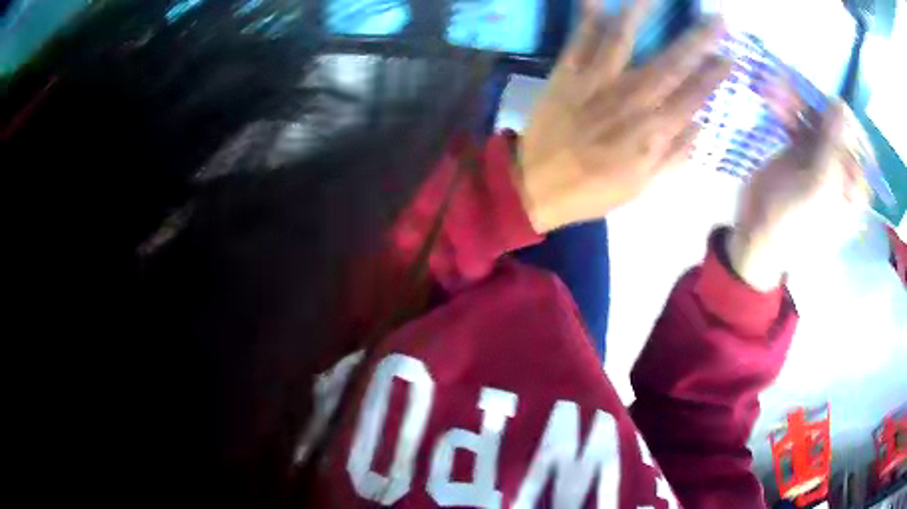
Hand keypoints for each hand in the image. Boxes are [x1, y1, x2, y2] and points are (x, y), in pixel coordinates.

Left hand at [515, 0, 731, 232]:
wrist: (536, 184)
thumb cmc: (593, 190)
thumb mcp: (641, 186)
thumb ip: (673, 155)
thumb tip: (701, 125)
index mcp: (653, 132)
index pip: (694, 95)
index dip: (715, 75)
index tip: (731, 56)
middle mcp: (630, 99)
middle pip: (672, 62)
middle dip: (699, 39)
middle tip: (717, 19)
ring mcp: (596, 81)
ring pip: (624, 39)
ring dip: (643, 12)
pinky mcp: (567, 73)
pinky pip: (580, 38)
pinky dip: (588, 15)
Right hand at [728, 101, 872, 290]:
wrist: (758, 235)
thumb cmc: (794, 223)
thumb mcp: (819, 187)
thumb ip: (833, 146)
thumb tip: (840, 104)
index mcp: (854, 187)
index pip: (860, 146)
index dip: (845, 121)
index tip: (828, 105)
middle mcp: (841, 169)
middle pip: (835, 128)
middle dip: (815, 108)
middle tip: (793, 91)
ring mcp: (820, 159)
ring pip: (814, 120)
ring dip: (797, 103)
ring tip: (775, 92)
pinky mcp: (800, 151)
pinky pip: (797, 122)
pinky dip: (786, 109)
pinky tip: (773, 99)